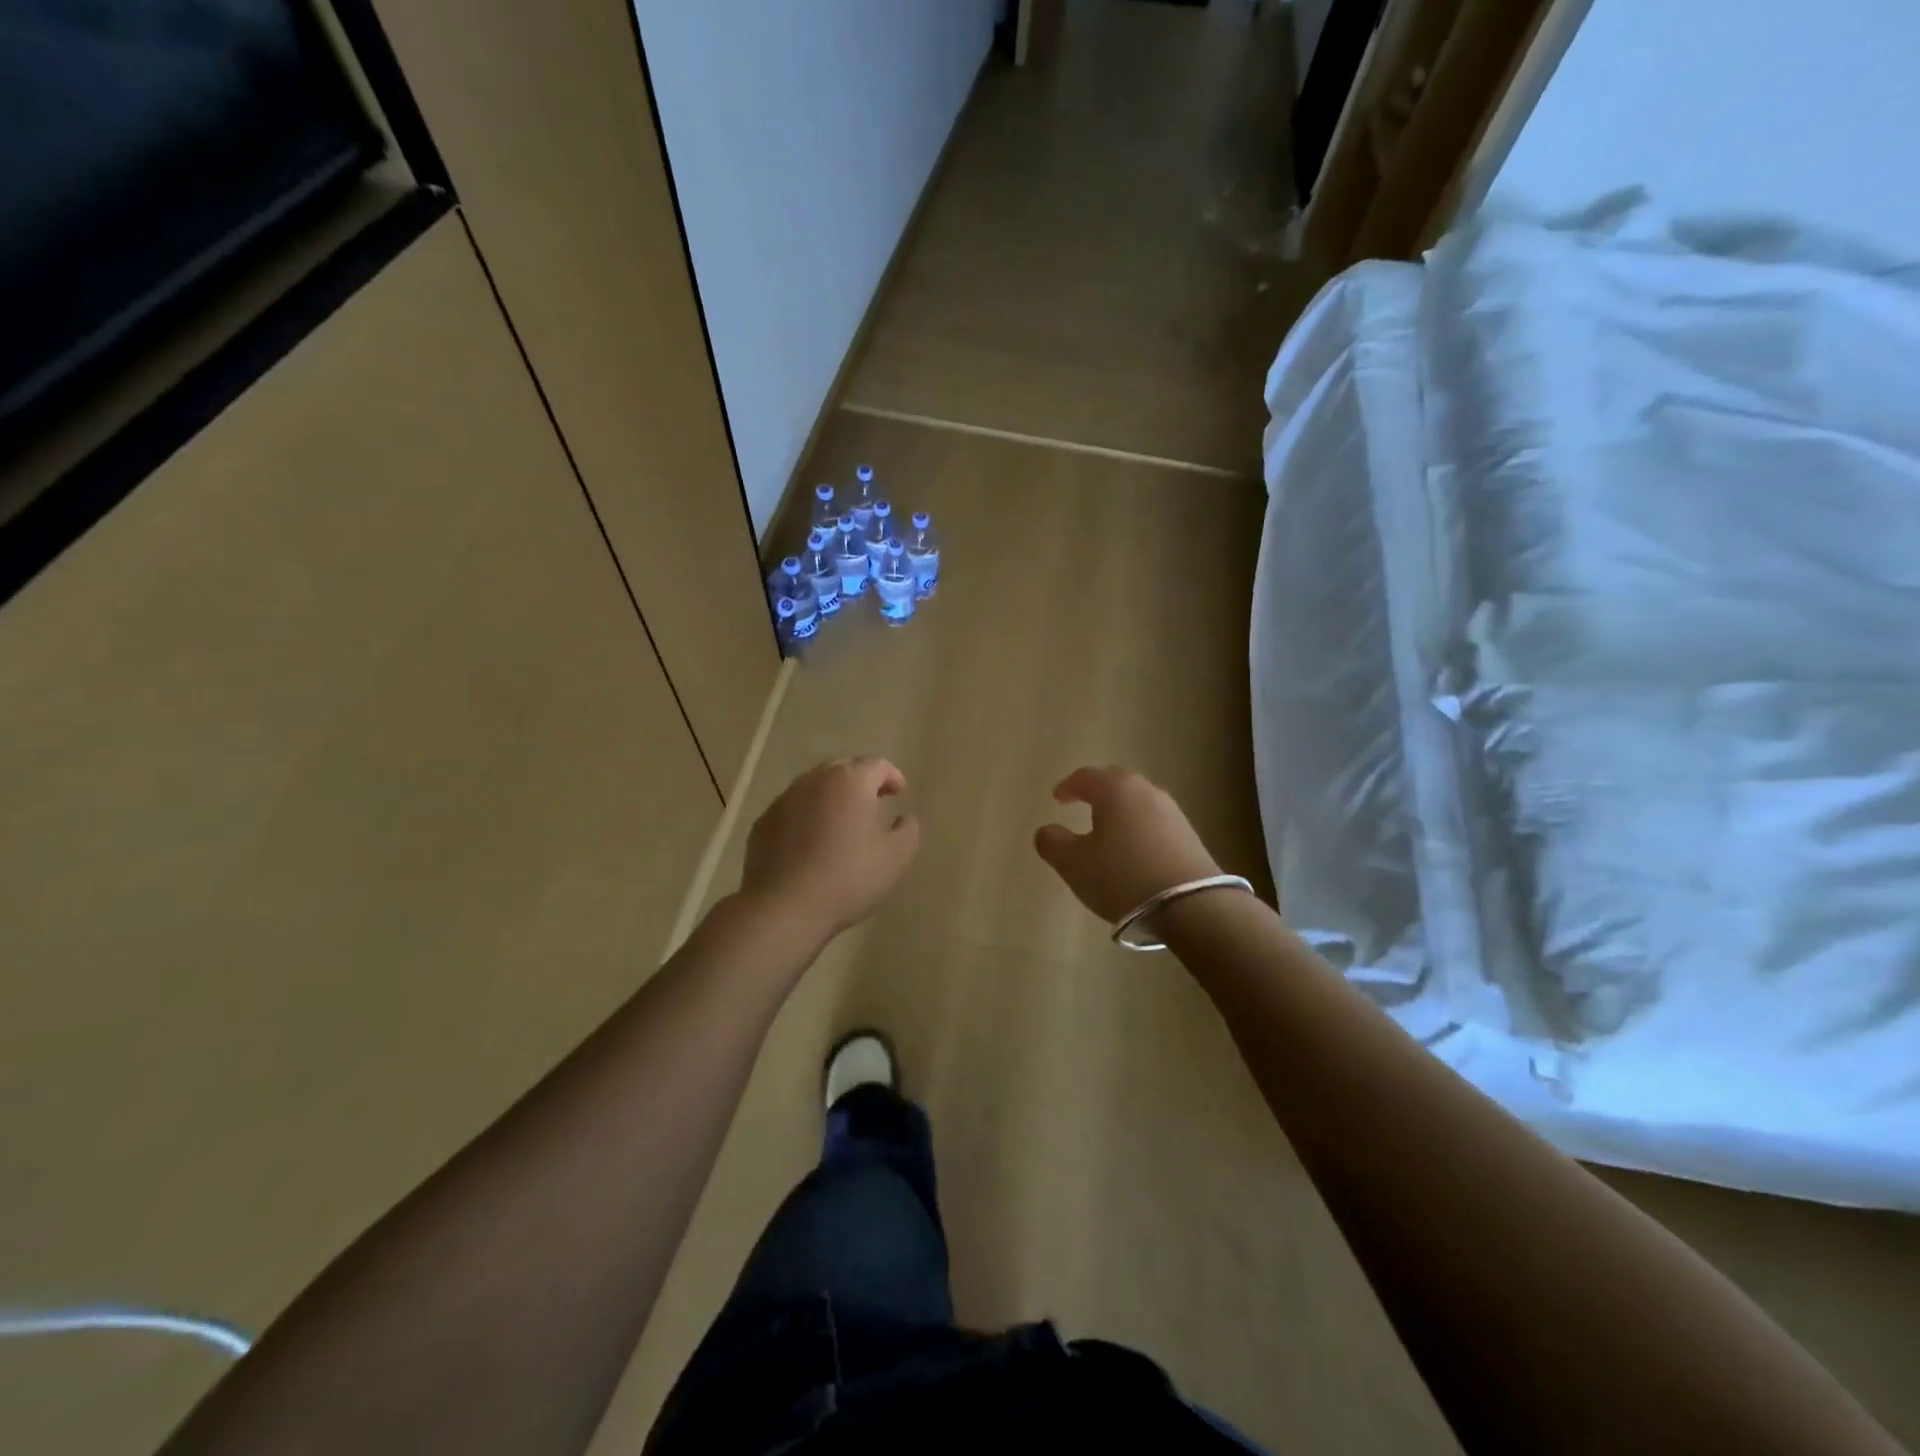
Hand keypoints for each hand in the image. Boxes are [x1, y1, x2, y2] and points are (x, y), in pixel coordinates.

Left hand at [740, 757, 919, 941]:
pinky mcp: (764, 822)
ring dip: (832, 797)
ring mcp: (784, 800)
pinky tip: (812, 842)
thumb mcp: (896, 857)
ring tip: (843, 821)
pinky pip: (793, 809)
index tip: (900, 793)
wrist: (784, 907)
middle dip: (861, 781)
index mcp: (850, 782)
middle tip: (874, 801)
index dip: (892, 776)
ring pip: (814, 787)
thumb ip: (908, 830)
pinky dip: (808, 816)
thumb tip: (904, 818)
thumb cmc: (848, 878)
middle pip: (843, 768)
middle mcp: (814, 781)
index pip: (876, 764)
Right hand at [1034, 766, 1221, 923]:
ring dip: (1120, 812)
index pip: (1086, 776)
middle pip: (1116, 783)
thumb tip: (1047, 830)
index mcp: (1115, 789)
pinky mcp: (1189, 835)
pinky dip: (1138, 829)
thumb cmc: (1122, 876)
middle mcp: (1146, 791)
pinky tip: (1133, 852)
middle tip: (1082, 804)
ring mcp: (1172, 812)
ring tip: (1106, 831)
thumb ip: (1053, 843)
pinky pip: (1154, 823)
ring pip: (1138, 803)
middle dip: (1096, 792)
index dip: (1068, 786)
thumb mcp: (1074, 863)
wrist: (1191, 905)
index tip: (1057, 798)